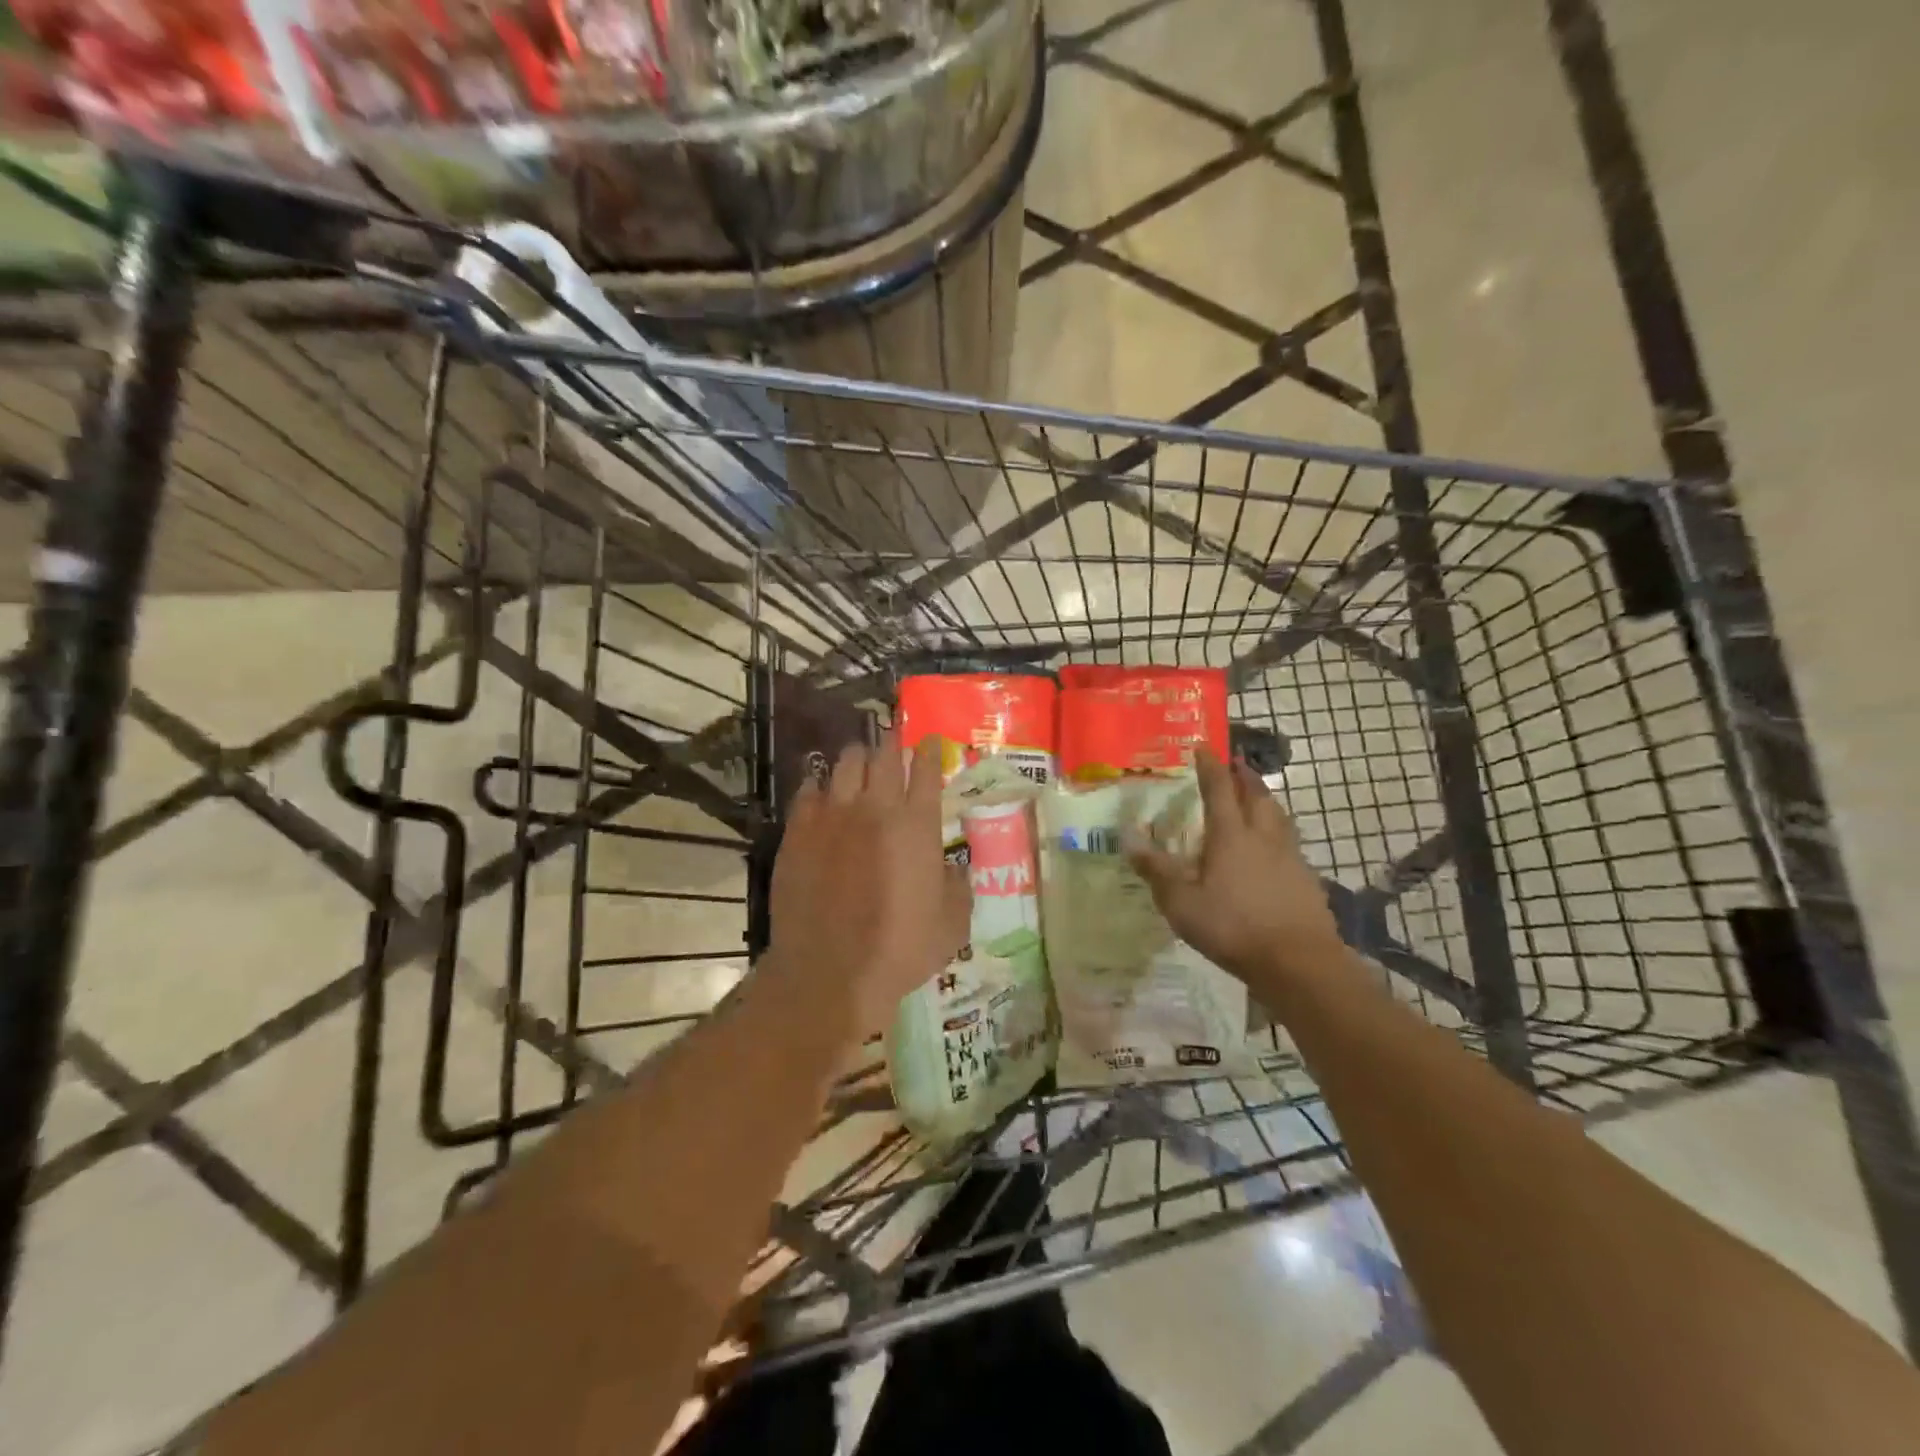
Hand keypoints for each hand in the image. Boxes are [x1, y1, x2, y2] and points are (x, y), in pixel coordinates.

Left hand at [767, 732, 970, 1034]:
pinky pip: (809, 790)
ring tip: (860, 759)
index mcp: (918, 826)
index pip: (927, 771)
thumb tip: (953, 868)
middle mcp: (876, 809)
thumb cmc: (900, 950)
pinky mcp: (798, 831)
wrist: (830, 971)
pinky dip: (820, 784)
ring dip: (858, 757)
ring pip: (846, 764)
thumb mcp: (951, 925)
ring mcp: (833, 816)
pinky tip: (822, 789)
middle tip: (894, 737)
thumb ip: (958, 887)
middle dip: (892, 741)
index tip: (928, 740)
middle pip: (885, 757)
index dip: (929, 751)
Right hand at [1126, 748, 1346, 985]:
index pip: (1219, 789)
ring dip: (1265, 799)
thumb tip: (1128, 838)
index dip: (1210, 766)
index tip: (1203, 747)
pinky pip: (1289, 843)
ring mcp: (1290, 857)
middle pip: (1257, 795)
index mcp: (1231, 835)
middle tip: (1236, 763)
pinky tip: (1273, 848)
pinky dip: (1278, 832)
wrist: (1299, 962)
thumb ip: (1156, 870)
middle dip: (1245, 776)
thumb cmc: (1233, 927)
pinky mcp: (1306, 880)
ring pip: (1278, 816)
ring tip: (1256, 796)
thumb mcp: (1181, 902)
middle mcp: (1263, 837)